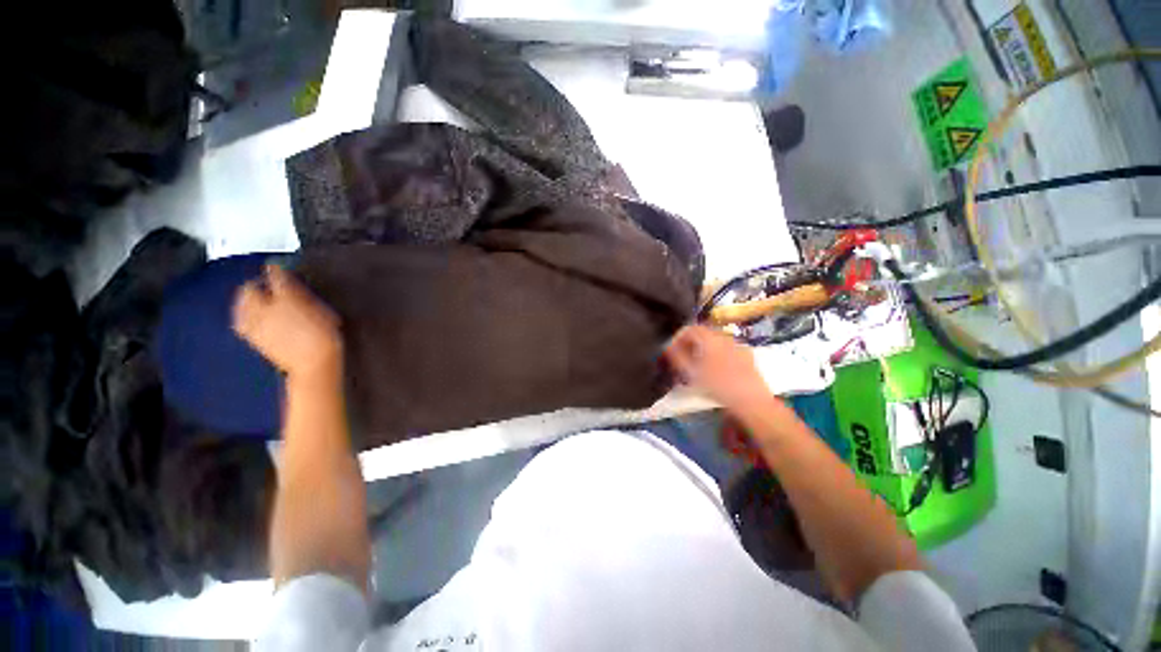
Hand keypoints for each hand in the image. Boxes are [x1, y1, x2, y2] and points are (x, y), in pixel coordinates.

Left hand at [233, 264, 341, 380]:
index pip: (276, 277)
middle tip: (266, 285)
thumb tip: (292, 283)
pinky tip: (250, 317)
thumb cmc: (325, 336)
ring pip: (241, 305)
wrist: (314, 364)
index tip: (278, 267)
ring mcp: (256, 325)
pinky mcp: (253, 338)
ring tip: (255, 299)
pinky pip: (241, 321)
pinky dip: (243, 315)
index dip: (277, 270)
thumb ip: (304, 295)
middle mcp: (265, 309)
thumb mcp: (322, 311)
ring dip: (246, 299)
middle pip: (249, 290)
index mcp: (286, 299)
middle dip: (256, 285)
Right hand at [664, 325, 770, 411]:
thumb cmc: (718, 385)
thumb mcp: (691, 372)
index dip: (678, 337)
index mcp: (710, 338)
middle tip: (683, 359)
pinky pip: (727, 351)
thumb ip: (677, 356)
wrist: (752, 401)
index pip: (690, 329)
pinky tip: (716, 372)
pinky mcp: (747, 357)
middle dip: (691, 344)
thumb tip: (667, 346)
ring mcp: (738, 346)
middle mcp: (725, 337)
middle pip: (703, 334)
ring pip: (715, 343)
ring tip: (698, 367)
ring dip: (704, 350)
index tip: (672, 350)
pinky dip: (717, 356)